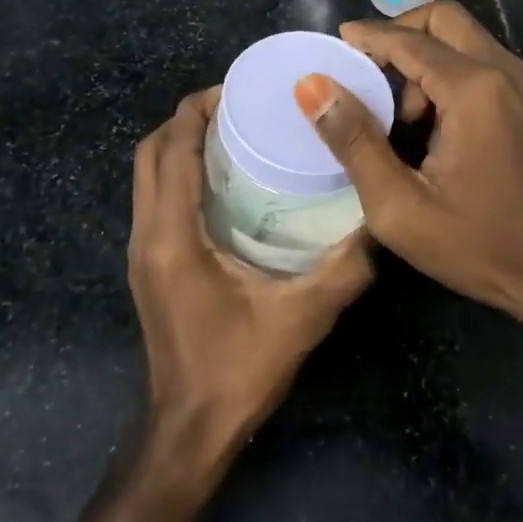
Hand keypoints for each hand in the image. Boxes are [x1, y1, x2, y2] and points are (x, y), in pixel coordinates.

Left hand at [129, 87, 374, 469]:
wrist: (188, 432)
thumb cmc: (238, 371)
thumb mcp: (301, 317)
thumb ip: (345, 268)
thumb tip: (381, 220)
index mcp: (172, 235)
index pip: (173, 150)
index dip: (197, 110)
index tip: (237, 88)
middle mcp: (146, 233)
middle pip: (151, 151)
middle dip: (187, 118)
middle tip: (238, 105)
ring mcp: (141, 249)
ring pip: (148, 173)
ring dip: (181, 142)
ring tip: (232, 131)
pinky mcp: (148, 263)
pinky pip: (155, 195)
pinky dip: (179, 170)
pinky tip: (223, 178)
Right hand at [292, 2, 522, 362]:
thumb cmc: (479, 246)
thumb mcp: (400, 206)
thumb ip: (354, 140)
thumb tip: (312, 86)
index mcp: (473, 89)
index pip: (409, 40)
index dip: (368, 36)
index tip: (334, 44)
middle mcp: (504, 71)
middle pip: (443, 18)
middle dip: (400, 33)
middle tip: (366, 69)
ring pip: (465, 37)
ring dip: (425, 55)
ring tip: (399, 113)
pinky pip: (482, 61)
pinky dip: (449, 70)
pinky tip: (431, 120)